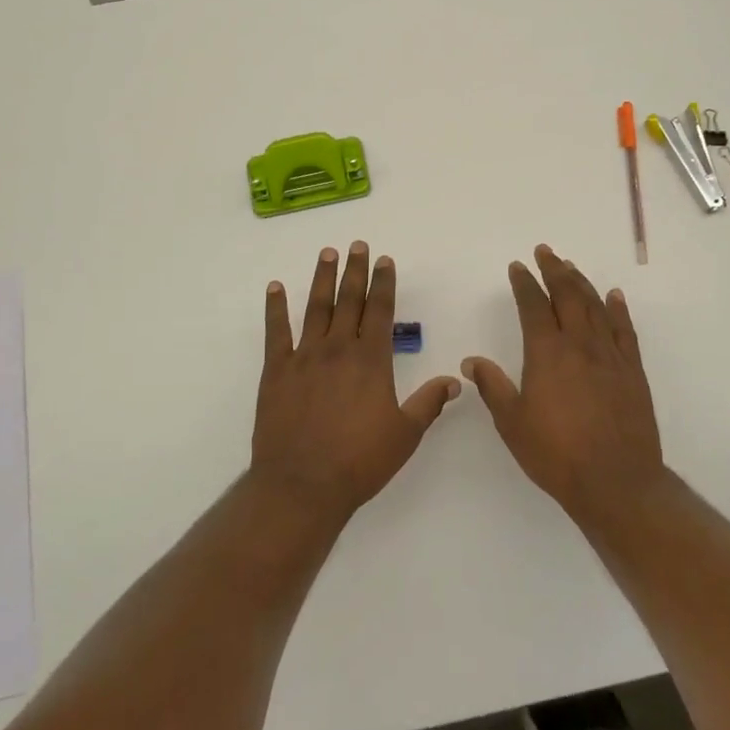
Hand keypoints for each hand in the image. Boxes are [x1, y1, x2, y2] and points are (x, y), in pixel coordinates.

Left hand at [251, 242, 460, 519]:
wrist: (302, 484)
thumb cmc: (359, 462)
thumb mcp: (405, 435)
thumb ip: (428, 403)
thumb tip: (455, 381)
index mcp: (371, 360)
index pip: (380, 310)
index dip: (383, 283)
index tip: (385, 260)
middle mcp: (338, 348)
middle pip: (349, 300)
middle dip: (355, 271)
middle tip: (358, 245)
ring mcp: (305, 356)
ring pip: (315, 307)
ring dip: (322, 279)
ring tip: (327, 253)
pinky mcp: (277, 370)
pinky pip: (276, 331)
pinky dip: (275, 307)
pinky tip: (275, 287)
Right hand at [461, 245, 666, 528]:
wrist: (616, 481)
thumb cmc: (557, 454)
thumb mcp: (512, 423)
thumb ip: (492, 387)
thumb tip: (471, 362)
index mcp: (547, 353)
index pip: (533, 305)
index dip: (524, 283)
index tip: (518, 266)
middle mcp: (579, 344)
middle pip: (567, 295)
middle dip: (554, 270)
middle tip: (545, 251)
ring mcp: (610, 355)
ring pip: (595, 306)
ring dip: (581, 282)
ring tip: (570, 267)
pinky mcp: (633, 370)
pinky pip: (625, 329)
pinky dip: (618, 308)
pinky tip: (613, 296)